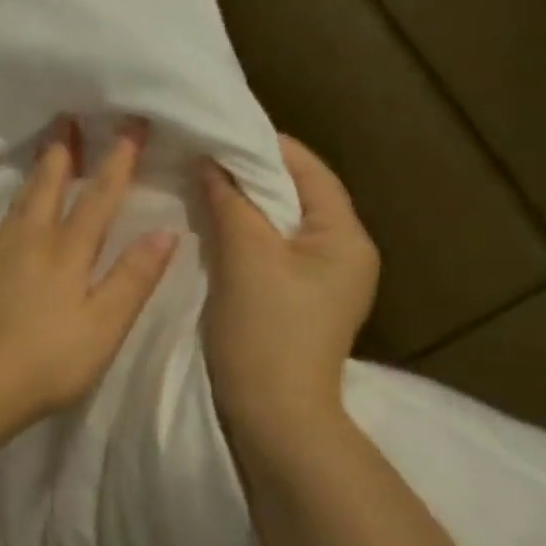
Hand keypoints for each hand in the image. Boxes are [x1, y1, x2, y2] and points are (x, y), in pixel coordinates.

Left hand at [0, 117, 177, 430]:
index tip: (130, 126)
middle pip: (50, 187)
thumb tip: (164, 231)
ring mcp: (3, 254)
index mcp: (66, 254)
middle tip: (69, 117)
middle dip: (64, 151)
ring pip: (24, 200)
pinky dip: (19, 199)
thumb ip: (132, 278)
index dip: (116, 162)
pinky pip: (7, 219)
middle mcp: (32, 242)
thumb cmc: (49, 361)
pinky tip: (19, 205)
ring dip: (39, 170)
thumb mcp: (103, 326)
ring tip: (47, 149)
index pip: (98, 198)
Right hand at [197, 135, 378, 444]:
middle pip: (296, 196)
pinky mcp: (296, 301)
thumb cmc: (266, 332)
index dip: (265, 146)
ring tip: (200, 183)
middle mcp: (343, 253)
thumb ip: (231, 202)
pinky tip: (211, 227)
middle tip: (202, 154)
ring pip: (279, 225)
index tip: (219, 128)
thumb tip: (211, 161)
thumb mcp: (246, 258)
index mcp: (345, 237)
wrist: (274, 417)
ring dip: (243, 205)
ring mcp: (321, 281)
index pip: (309, 170)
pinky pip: (270, 252)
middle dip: (250, 174)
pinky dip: (243, 234)